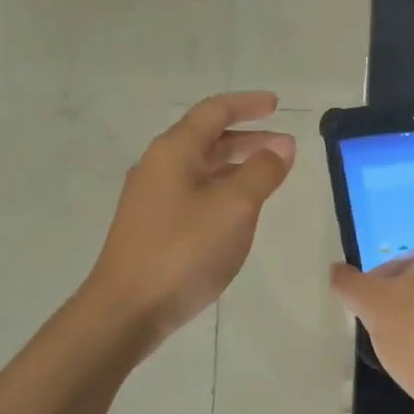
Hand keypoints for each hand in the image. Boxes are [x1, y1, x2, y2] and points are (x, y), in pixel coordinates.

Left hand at [87, 92, 294, 351]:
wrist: (128, 308)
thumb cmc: (184, 250)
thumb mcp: (234, 207)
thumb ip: (261, 171)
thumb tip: (281, 146)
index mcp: (174, 151)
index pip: (214, 112)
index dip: (248, 104)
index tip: (277, 105)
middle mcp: (159, 166)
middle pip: (207, 139)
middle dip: (248, 138)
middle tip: (285, 148)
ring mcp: (152, 197)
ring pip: (202, 168)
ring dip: (237, 165)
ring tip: (270, 178)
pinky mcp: (153, 225)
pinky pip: (195, 192)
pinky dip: (223, 189)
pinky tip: (239, 210)